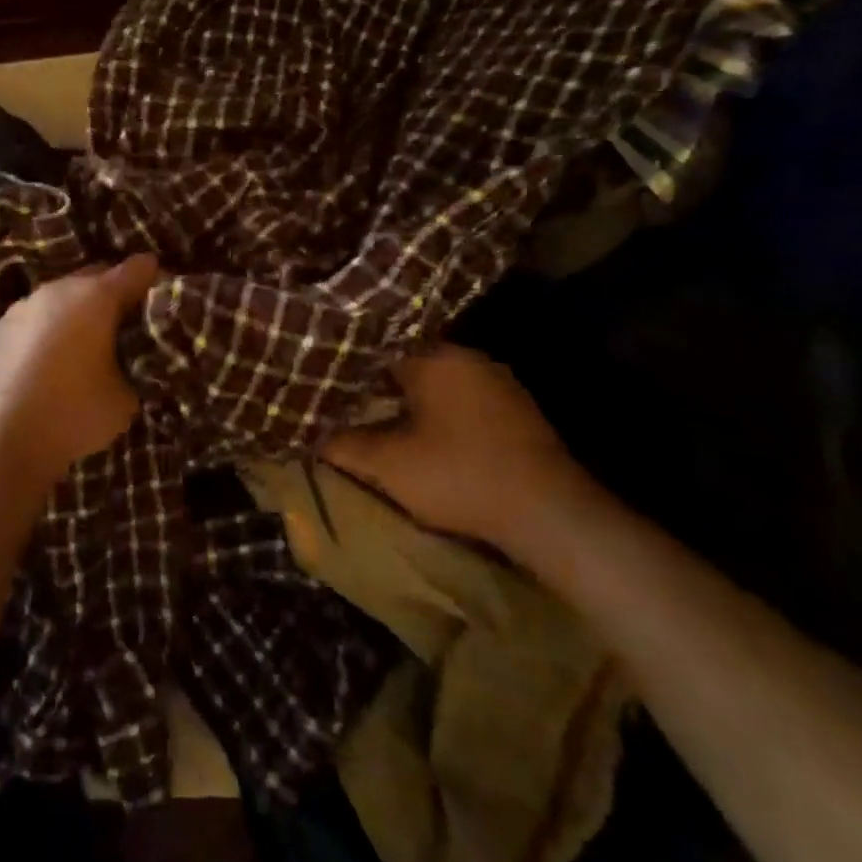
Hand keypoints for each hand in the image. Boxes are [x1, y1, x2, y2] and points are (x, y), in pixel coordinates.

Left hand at [0, 255, 162, 485]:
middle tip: (125, 322)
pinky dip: (45, 331)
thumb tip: (126, 363)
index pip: (137, 269)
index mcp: (97, 297)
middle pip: (95, 276)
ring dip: (75, 312)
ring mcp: (22, 307)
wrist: (5, 440)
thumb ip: (133, 368)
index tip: (163, 291)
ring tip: (84, 343)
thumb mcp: (126, 398)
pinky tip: (47, 361)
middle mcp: (58, 290)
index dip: (153, 278)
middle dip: (112, 292)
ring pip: (59, 297)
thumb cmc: (76, 413)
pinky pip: (32, 320)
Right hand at [322, 345, 588, 547]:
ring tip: (374, 415)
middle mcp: (467, 358)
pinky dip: (434, 410)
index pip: (375, 346)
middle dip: (374, 380)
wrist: (550, 515)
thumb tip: (310, 434)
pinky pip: (458, 397)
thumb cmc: (460, 476)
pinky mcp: (514, 409)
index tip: (321, 378)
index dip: (345, 364)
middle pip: (405, 361)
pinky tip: (421, 432)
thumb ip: (342, 445)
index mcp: (435, 357)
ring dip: (406, 397)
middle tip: (342, 398)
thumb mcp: (387, 465)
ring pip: (434, 380)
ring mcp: (496, 382)